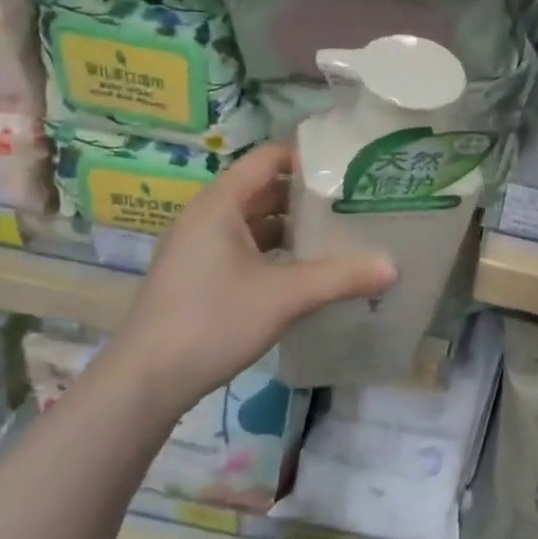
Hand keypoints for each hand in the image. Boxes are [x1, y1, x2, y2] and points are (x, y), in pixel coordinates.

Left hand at [109, 143, 393, 415]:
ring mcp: (198, 247)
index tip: (350, 166)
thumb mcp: (285, 296)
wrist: (144, 382)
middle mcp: (206, 217)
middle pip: (264, 189)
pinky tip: (305, 270)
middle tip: (355, 200)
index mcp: (220, 204)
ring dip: (292, 226)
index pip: (268, 158)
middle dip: (308, 195)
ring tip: (339, 233)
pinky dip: (275, 250)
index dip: (308, 156)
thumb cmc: (213, 322)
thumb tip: (393, 267)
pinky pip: (244, 247)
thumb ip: (341, 277)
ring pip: (254, 222)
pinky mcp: (197, 275)